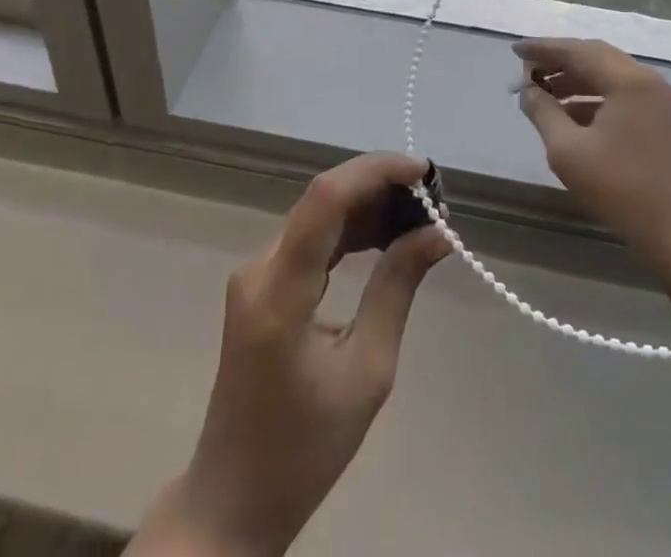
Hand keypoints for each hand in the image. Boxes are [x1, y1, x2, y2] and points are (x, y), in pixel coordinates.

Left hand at [136, 152, 447, 556]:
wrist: (234, 499)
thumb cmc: (306, 448)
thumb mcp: (367, 371)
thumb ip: (397, 289)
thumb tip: (436, 233)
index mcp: (279, 290)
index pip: (327, 198)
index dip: (376, 171)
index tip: (425, 173)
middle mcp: (259, 267)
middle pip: (322, 199)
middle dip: (379, 185)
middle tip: (432, 198)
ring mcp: (255, 274)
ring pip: (316, 214)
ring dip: (366, 205)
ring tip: (418, 214)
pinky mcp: (260, 285)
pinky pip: (309, 238)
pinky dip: (348, 230)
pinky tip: (383, 236)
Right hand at [514, 38, 670, 268]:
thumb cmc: (620, 189)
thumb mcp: (567, 150)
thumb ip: (542, 112)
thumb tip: (526, 90)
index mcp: (628, 80)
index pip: (577, 51)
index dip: (543, 49)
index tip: (515, 50)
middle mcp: (647, 80)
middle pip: (594, 57)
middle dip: (558, 61)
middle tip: (526, 69)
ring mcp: (658, 100)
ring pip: (608, 75)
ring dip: (574, 79)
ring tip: (541, 91)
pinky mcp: (661, 120)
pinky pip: (620, 94)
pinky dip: (592, 97)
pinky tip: (568, 114)